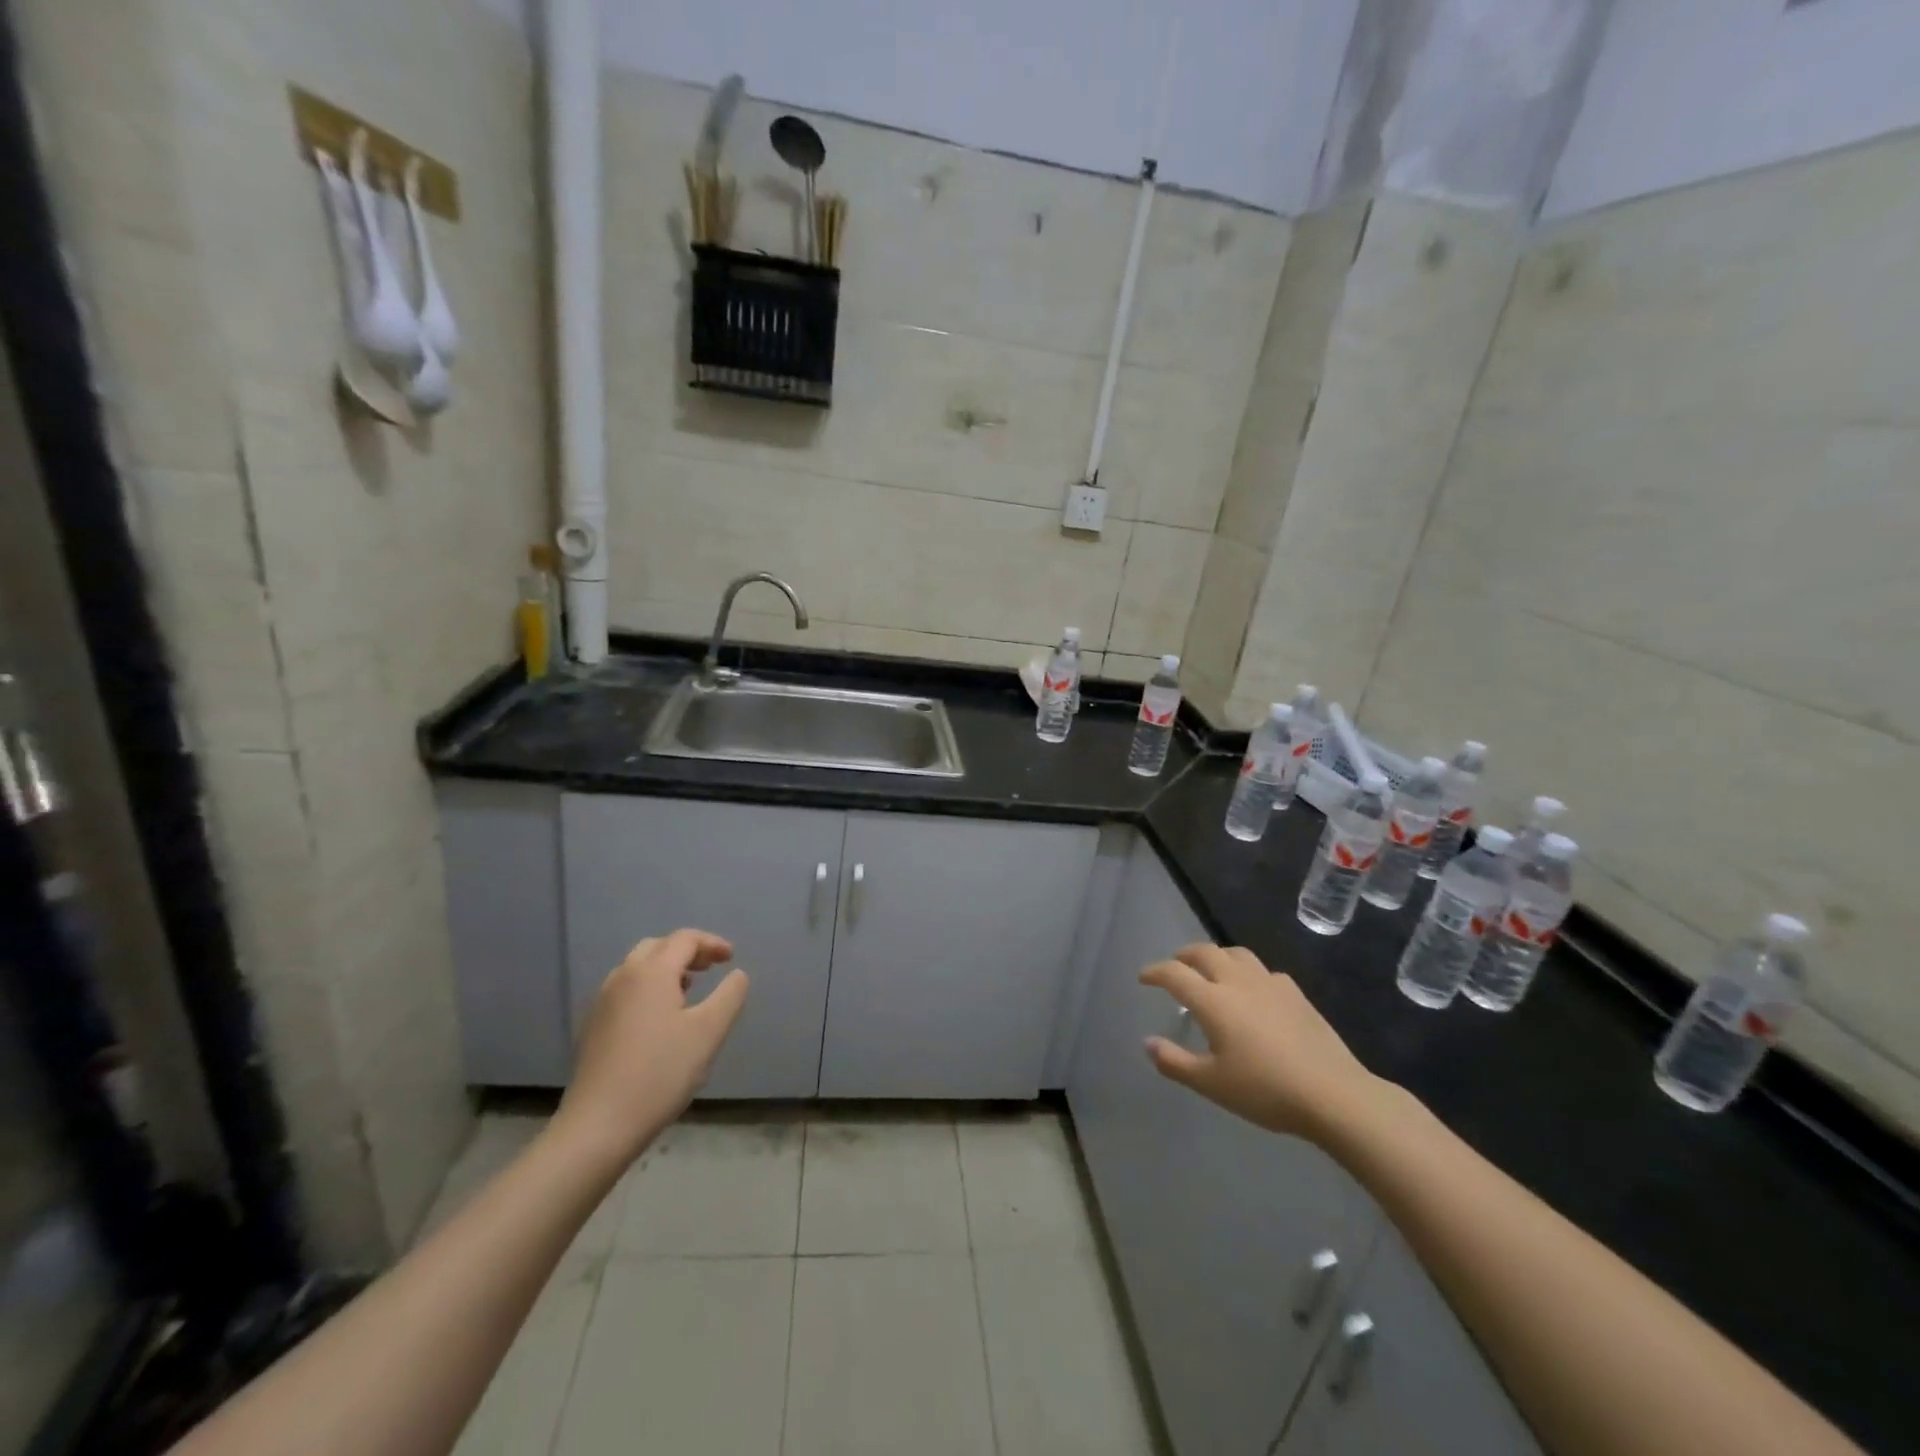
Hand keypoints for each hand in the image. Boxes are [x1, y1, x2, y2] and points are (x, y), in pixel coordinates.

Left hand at [556, 929, 748, 1167]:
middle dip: (687, 951)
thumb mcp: (709, 1032)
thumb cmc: (661, 1072)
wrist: (599, 1125)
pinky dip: (648, 988)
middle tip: (711, 968)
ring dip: (666, 969)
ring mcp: (603, 1002)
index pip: (684, 940)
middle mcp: (623, 977)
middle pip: (658, 947)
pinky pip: (625, 990)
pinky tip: (660, 1018)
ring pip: (637, 968)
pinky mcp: (593, 1027)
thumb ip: (729, 996)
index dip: (711, 943)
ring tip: (689, 989)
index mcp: (652, 972)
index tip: (731, 958)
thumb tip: (738, 974)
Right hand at [1141, 943, 1382, 1142]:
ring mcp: (1270, 983)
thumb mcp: (1211, 1084)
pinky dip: (1248, 973)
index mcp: (1212, 1000)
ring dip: (1217, 956)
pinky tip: (1254, 991)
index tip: (1143, 977)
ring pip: (1236, 953)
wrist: (1332, 1094)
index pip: (1174, 973)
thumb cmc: (1265, 1090)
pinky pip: (1264, 971)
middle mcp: (1237, 981)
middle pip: (1205, 952)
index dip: (1154, 972)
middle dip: (1184, 955)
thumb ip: (1175, 1062)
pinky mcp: (1295, 993)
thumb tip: (1148, 1042)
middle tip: (1175, 966)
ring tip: (1212, 969)